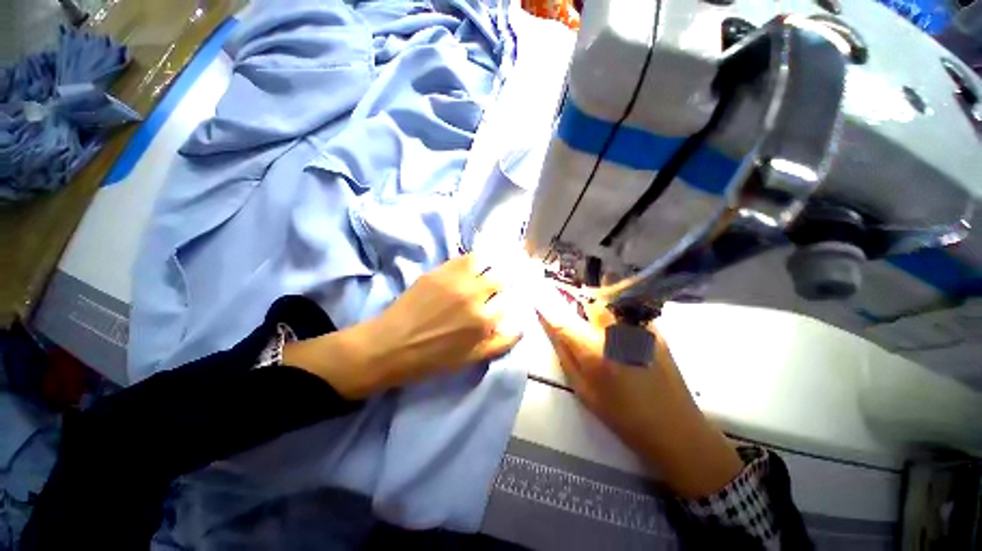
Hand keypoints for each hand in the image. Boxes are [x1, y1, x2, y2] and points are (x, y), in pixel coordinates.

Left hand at [285, 255, 521, 398]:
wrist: (390, 345)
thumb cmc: (431, 358)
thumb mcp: (471, 359)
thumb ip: (500, 343)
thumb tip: (521, 327)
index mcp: (483, 319)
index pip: (512, 298)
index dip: (521, 290)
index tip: (527, 285)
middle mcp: (474, 294)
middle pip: (503, 275)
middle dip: (515, 270)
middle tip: (522, 264)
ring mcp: (456, 279)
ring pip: (487, 261)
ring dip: (500, 258)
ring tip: (507, 254)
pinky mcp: (440, 271)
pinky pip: (466, 257)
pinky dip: (479, 255)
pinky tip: (483, 256)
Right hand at [537, 301, 741, 497]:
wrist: (675, 429)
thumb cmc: (623, 416)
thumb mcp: (584, 390)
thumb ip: (564, 355)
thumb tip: (550, 328)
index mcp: (594, 352)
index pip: (562, 321)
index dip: (547, 308)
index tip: (537, 299)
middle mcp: (615, 333)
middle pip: (589, 303)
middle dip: (577, 304)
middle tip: (578, 316)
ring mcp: (638, 328)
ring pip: (610, 303)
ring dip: (598, 307)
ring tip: (602, 325)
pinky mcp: (655, 330)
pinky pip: (629, 311)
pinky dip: (618, 315)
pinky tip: (622, 333)